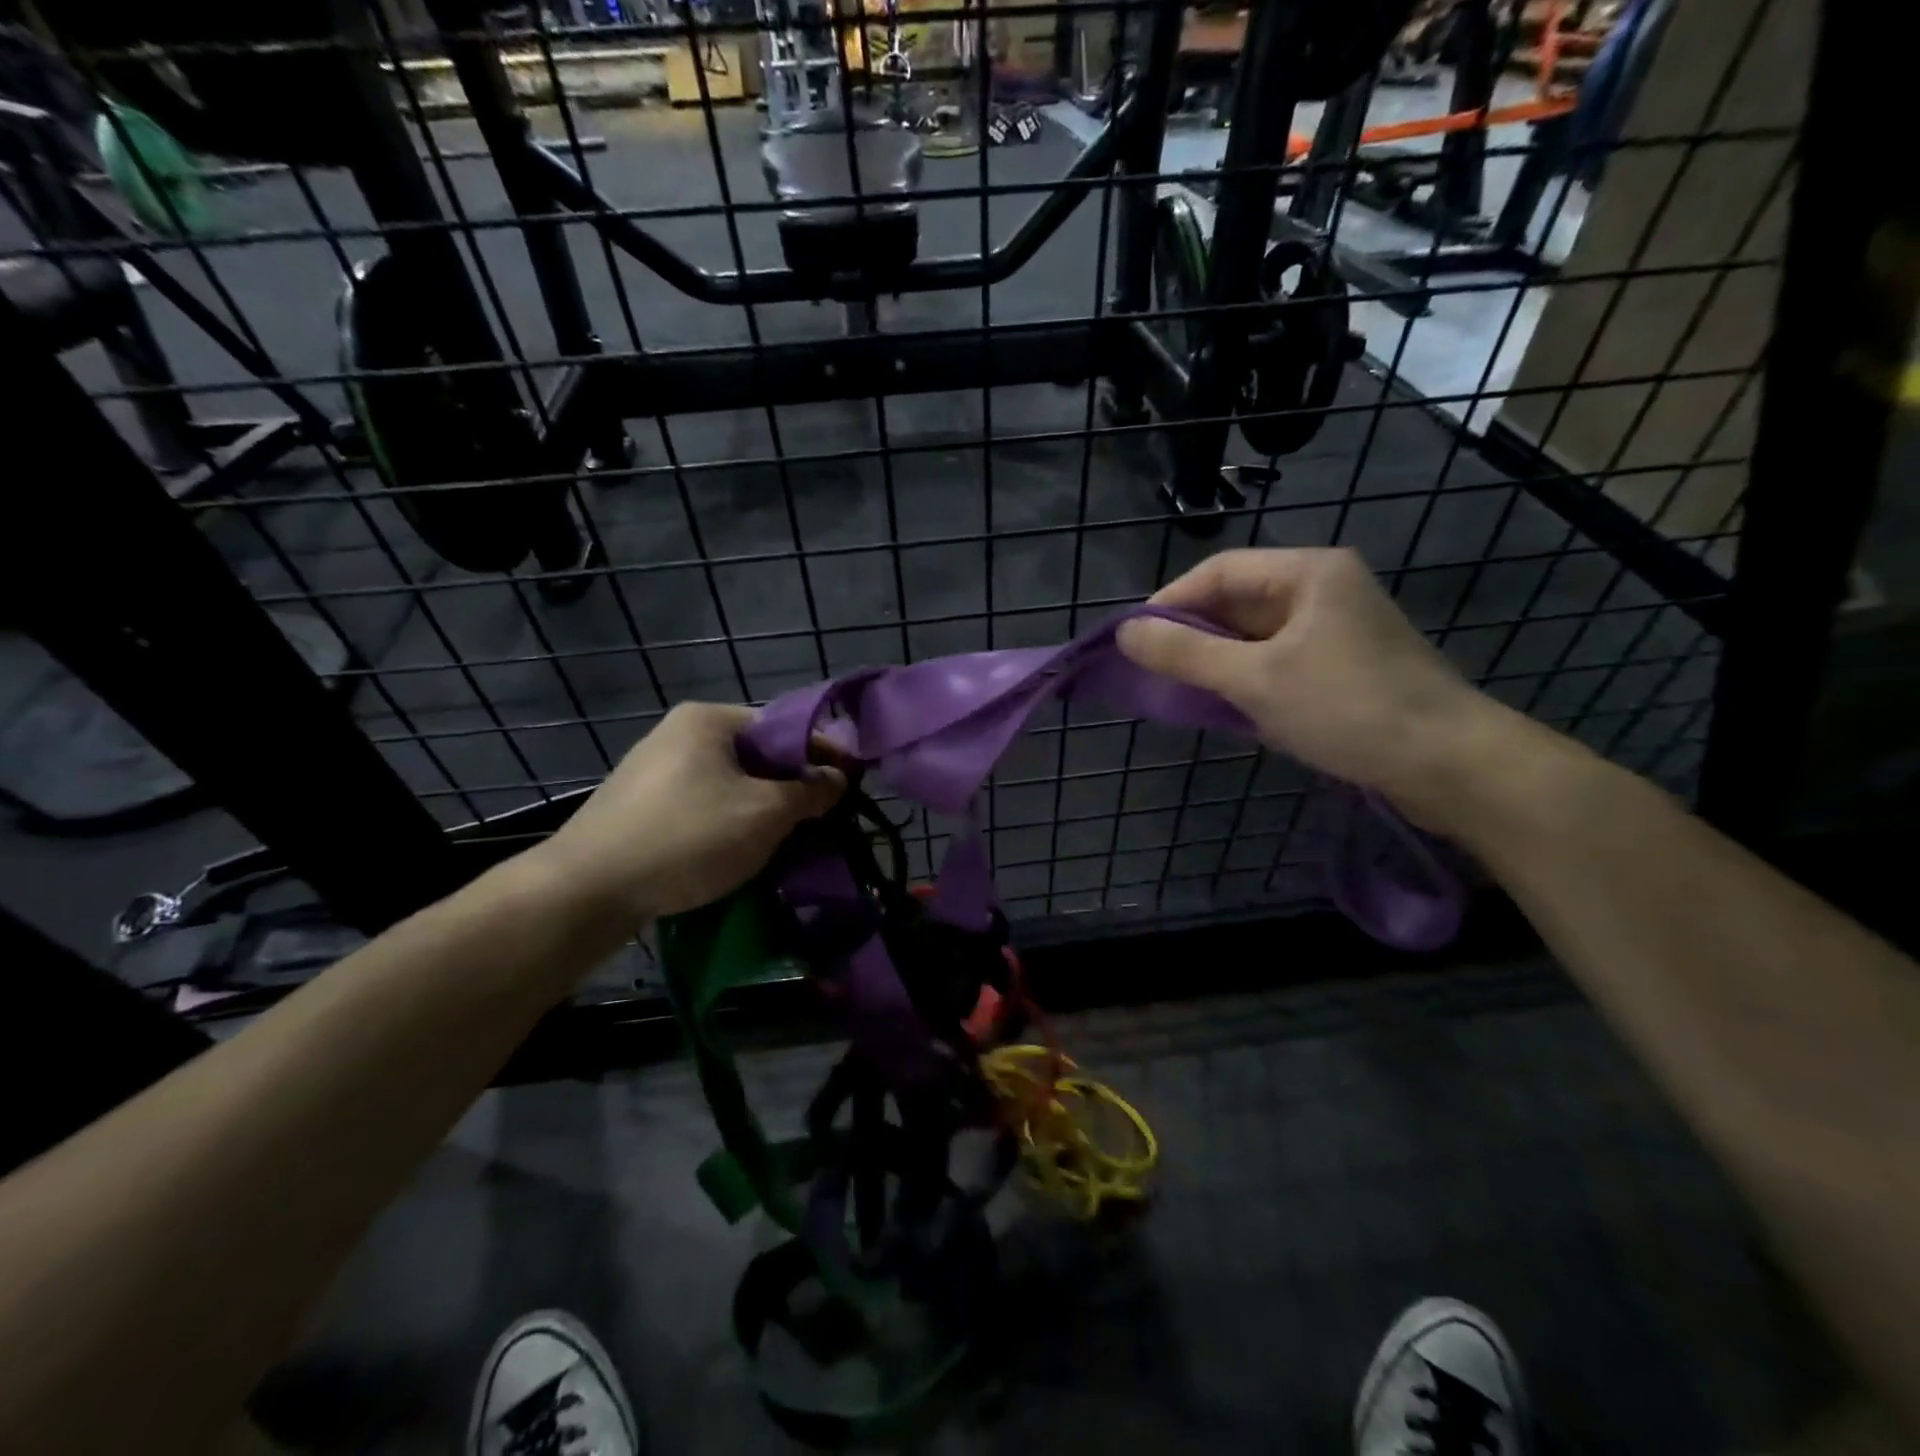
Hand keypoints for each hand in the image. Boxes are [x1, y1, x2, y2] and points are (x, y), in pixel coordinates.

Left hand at [532, 702, 843, 922]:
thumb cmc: (687, 837)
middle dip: (792, 786)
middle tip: (822, 818)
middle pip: (757, 755)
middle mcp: (680, 733)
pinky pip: (704, 805)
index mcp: (708, 719)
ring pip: (731, 784)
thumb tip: (838, 777)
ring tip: (789, 839)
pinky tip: (742, 851)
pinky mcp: (641, 805)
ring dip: (763, 808)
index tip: (853, 782)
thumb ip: (809, 791)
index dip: (822, 754)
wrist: (587, 890)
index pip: (783, 727)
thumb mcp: (763, 813)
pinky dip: (731, 822)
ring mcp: (655, 770)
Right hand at [1118, 548, 1525, 826]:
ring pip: (1255, 635)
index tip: (1132, 640)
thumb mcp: (1255, 679)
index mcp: (1308, 572)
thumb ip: (1185, 653)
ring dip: (1217, 661)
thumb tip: (1125, 632)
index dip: (1169, 602)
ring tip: (1181, 691)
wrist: (1449, 764)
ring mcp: (1336, 628)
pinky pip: (1277, 660)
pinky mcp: (1344, 665)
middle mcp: (1323, 589)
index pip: (1218, 571)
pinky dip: (1246, 679)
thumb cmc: (1348, 708)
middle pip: (1237, 601)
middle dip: (1192, 634)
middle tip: (1152, 671)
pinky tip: (1226, 707)